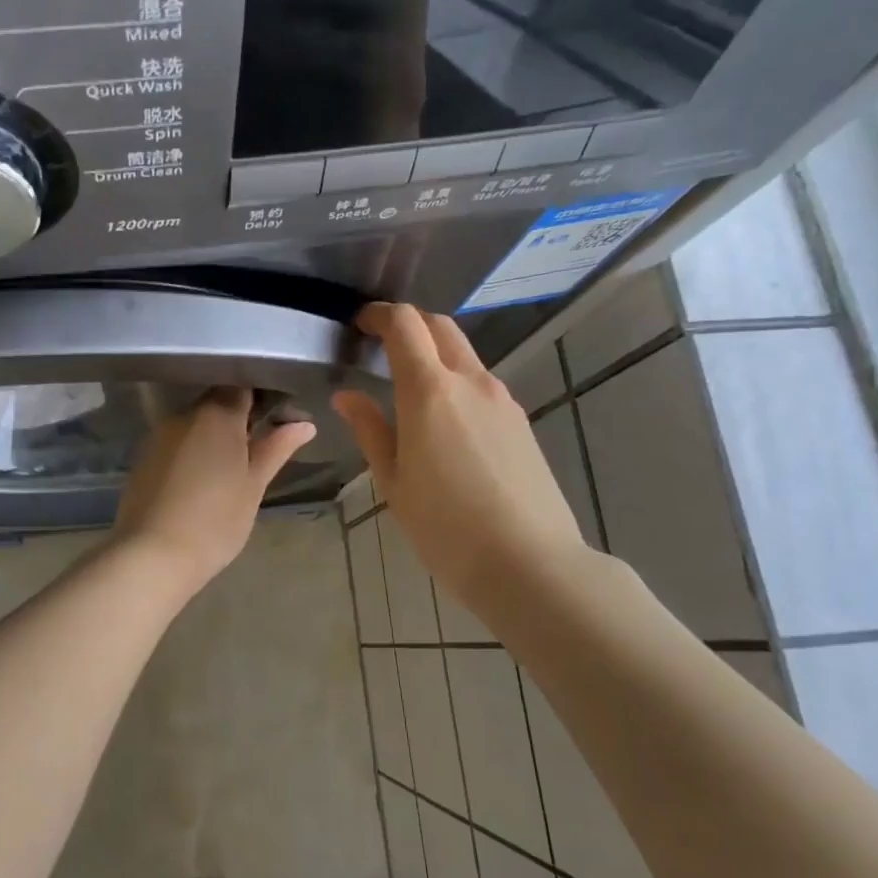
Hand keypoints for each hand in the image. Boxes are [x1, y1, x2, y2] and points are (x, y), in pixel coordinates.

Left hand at [111, 387, 317, 592]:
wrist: (153, 555)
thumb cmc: (215, 520)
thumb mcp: (254, 485)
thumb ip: (276, 449)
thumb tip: (304, 424)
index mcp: (217, 414)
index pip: (242, 386)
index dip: (261, 397)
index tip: (276, 418)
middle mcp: (184, 415)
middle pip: (216, 403)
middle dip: (237, 420)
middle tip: (257, 449)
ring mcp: (159, 435)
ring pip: (194, 425)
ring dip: (212, 438)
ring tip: (229, 469)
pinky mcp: (143, 457)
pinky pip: (175, 444)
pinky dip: (190, 453)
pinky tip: (199, 480)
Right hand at [332, 303, 592, 606]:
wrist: (529, 562)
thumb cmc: (445, 526)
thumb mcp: (393, 481)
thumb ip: (369, 430)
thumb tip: (348, 396)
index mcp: (429, 391)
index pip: (405, 324)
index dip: (380, 314)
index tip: (361, 324)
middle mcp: (470, 382)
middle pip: (440, 327)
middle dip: (409, 324)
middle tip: (382, 345)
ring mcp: (502, 400)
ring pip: (464, 355)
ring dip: (435, 354)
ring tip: (409, 388)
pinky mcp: (520, 422)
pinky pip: (482, 385)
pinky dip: (456, 382)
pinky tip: (445, 422)